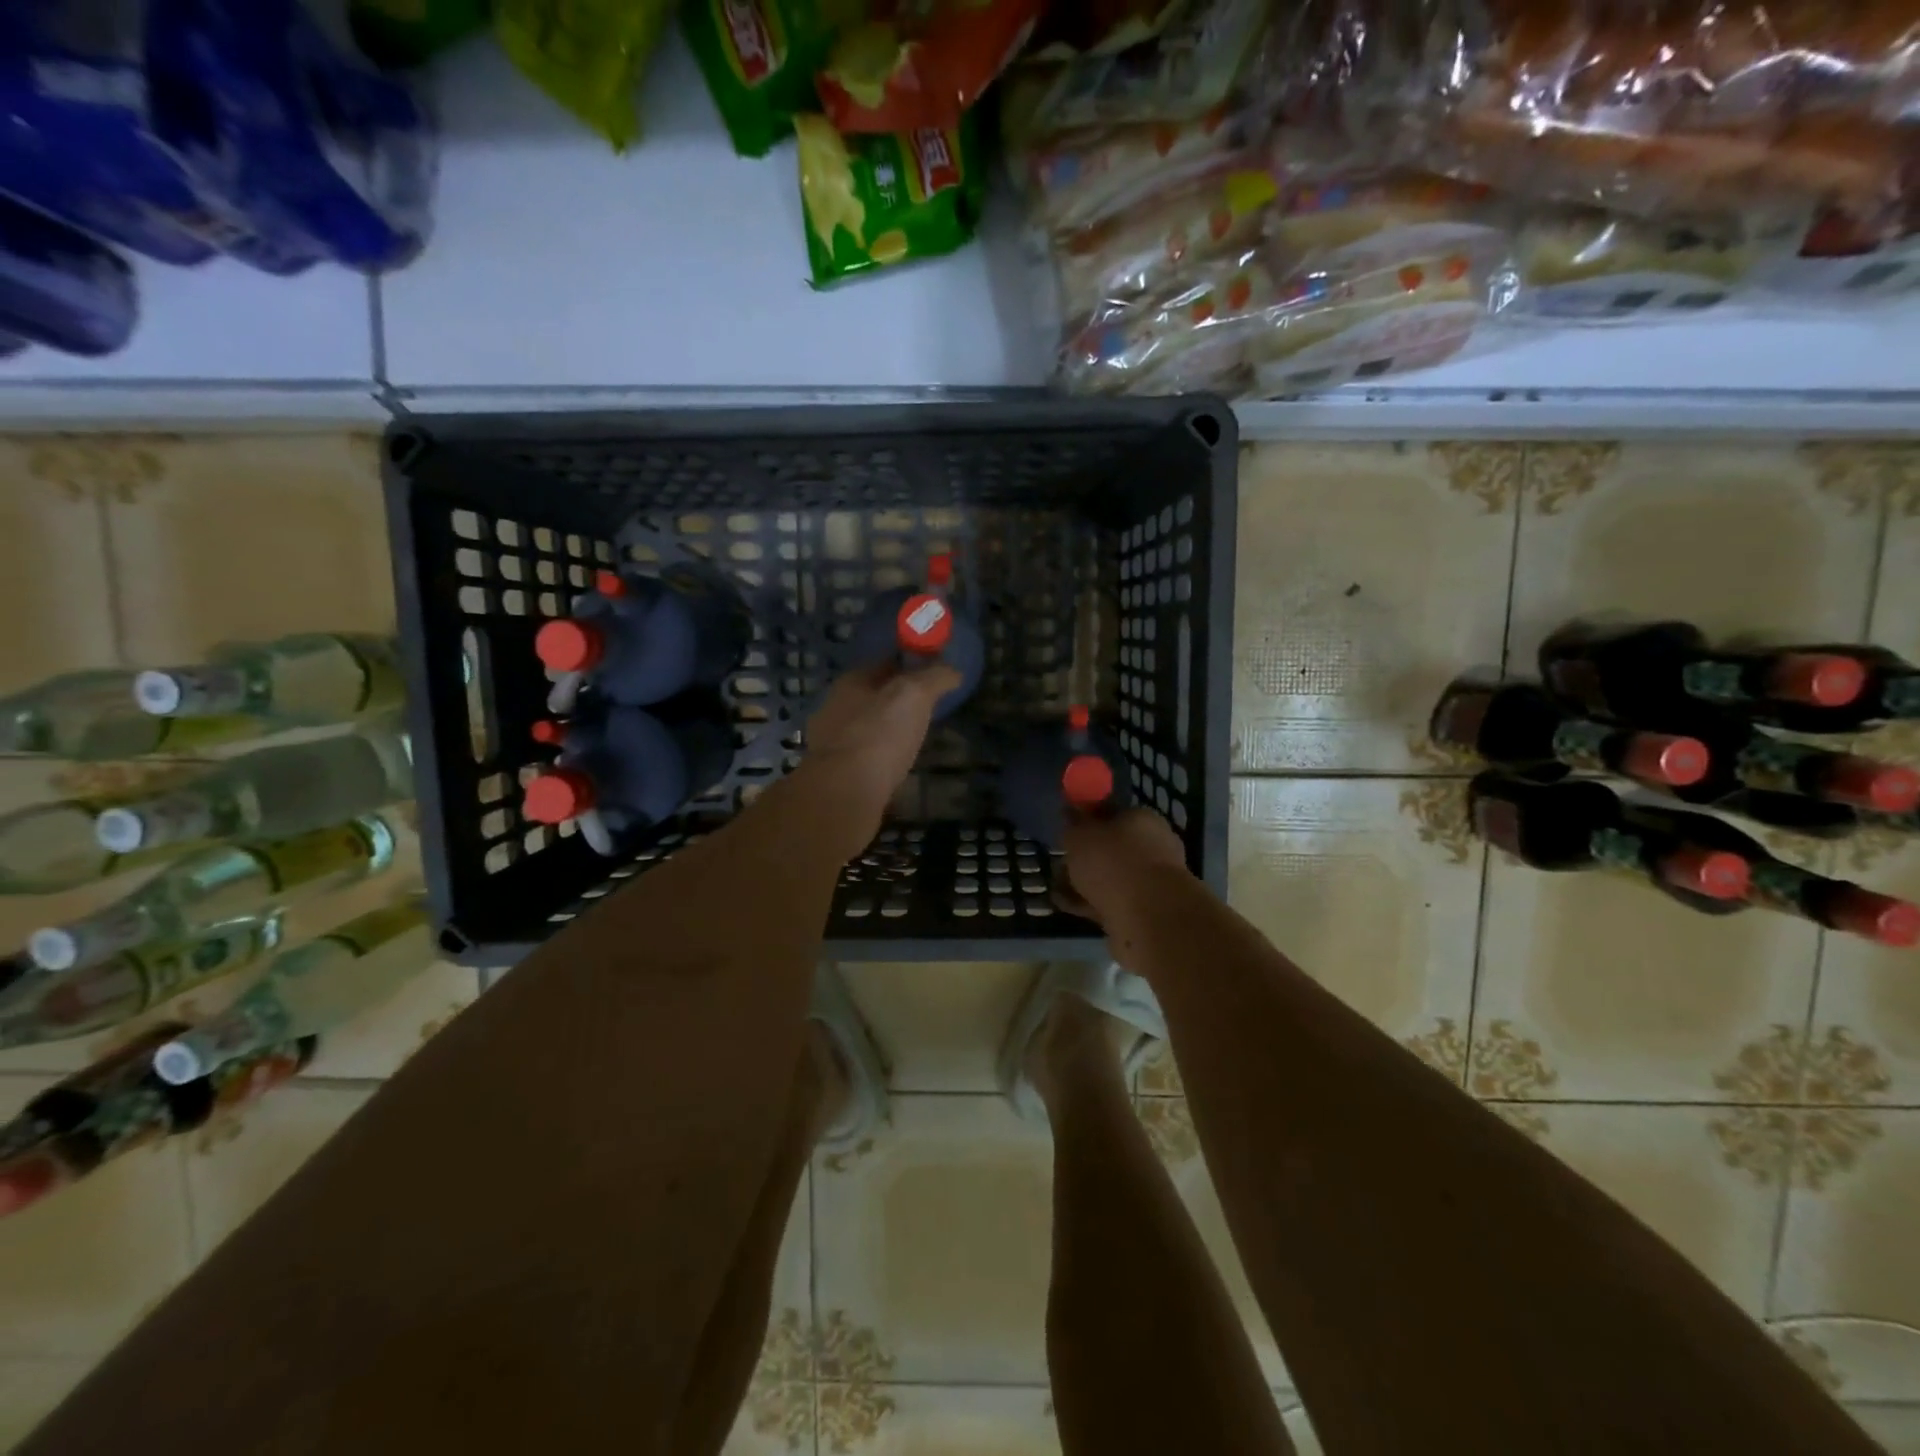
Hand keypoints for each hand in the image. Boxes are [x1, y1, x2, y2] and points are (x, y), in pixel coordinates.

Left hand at [798, 661, 959, 842]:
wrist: (844, 792)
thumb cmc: (879, 735)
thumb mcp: (914, 696)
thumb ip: (934, 678)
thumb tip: (952, 671)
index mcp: (850, 682)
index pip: (883, 664)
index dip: (909, 666)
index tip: (932, 675)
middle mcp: (834, 708)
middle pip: (871, 696)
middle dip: (895, 700)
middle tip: (926, 709)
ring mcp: (830, 743)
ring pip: (864, 727)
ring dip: (885, 730)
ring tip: (912, 739)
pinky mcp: (834, 774)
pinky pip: (863, 757)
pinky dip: (878, 758)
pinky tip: (894, 767)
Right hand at [1057, 807, 1190, 923]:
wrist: (1147, 916)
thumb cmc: (1113, 861)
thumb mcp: (1080, 834)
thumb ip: (1074, 824)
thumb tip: (1071, 813)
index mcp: (1142, 820)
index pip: (1113, 814)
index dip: (1088, 821)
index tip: (1068, 832)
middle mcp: (1153, 847)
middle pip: (1112, 848)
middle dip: (1086, 856)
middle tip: (1060, 862)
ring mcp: (1151, 881)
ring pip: (1111, 877)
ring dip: (1085, 882)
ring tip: (1056, 887)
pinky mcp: (1145, 911)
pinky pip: (1110, 901)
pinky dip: (1088, 902)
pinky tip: (1065, 905)